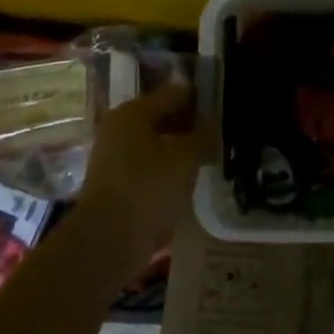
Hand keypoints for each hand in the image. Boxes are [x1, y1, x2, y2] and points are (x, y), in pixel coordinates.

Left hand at [73, 81, 201, 274]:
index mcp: (133, 112)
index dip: (199, 97)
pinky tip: (189, 177)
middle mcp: (119, 128)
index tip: (223, 104)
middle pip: (162, 117)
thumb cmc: (148, 187)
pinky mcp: (117, 182)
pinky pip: (150, 165)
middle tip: (220, 131)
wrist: (109, 239)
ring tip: (210, 154)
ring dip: (180, 147)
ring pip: (156, 143)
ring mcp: (115, 156)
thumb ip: (202, 135)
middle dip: (190, 123)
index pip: (173, 93)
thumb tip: (212, 123)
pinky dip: (169, 167)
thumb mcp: (185, 157)